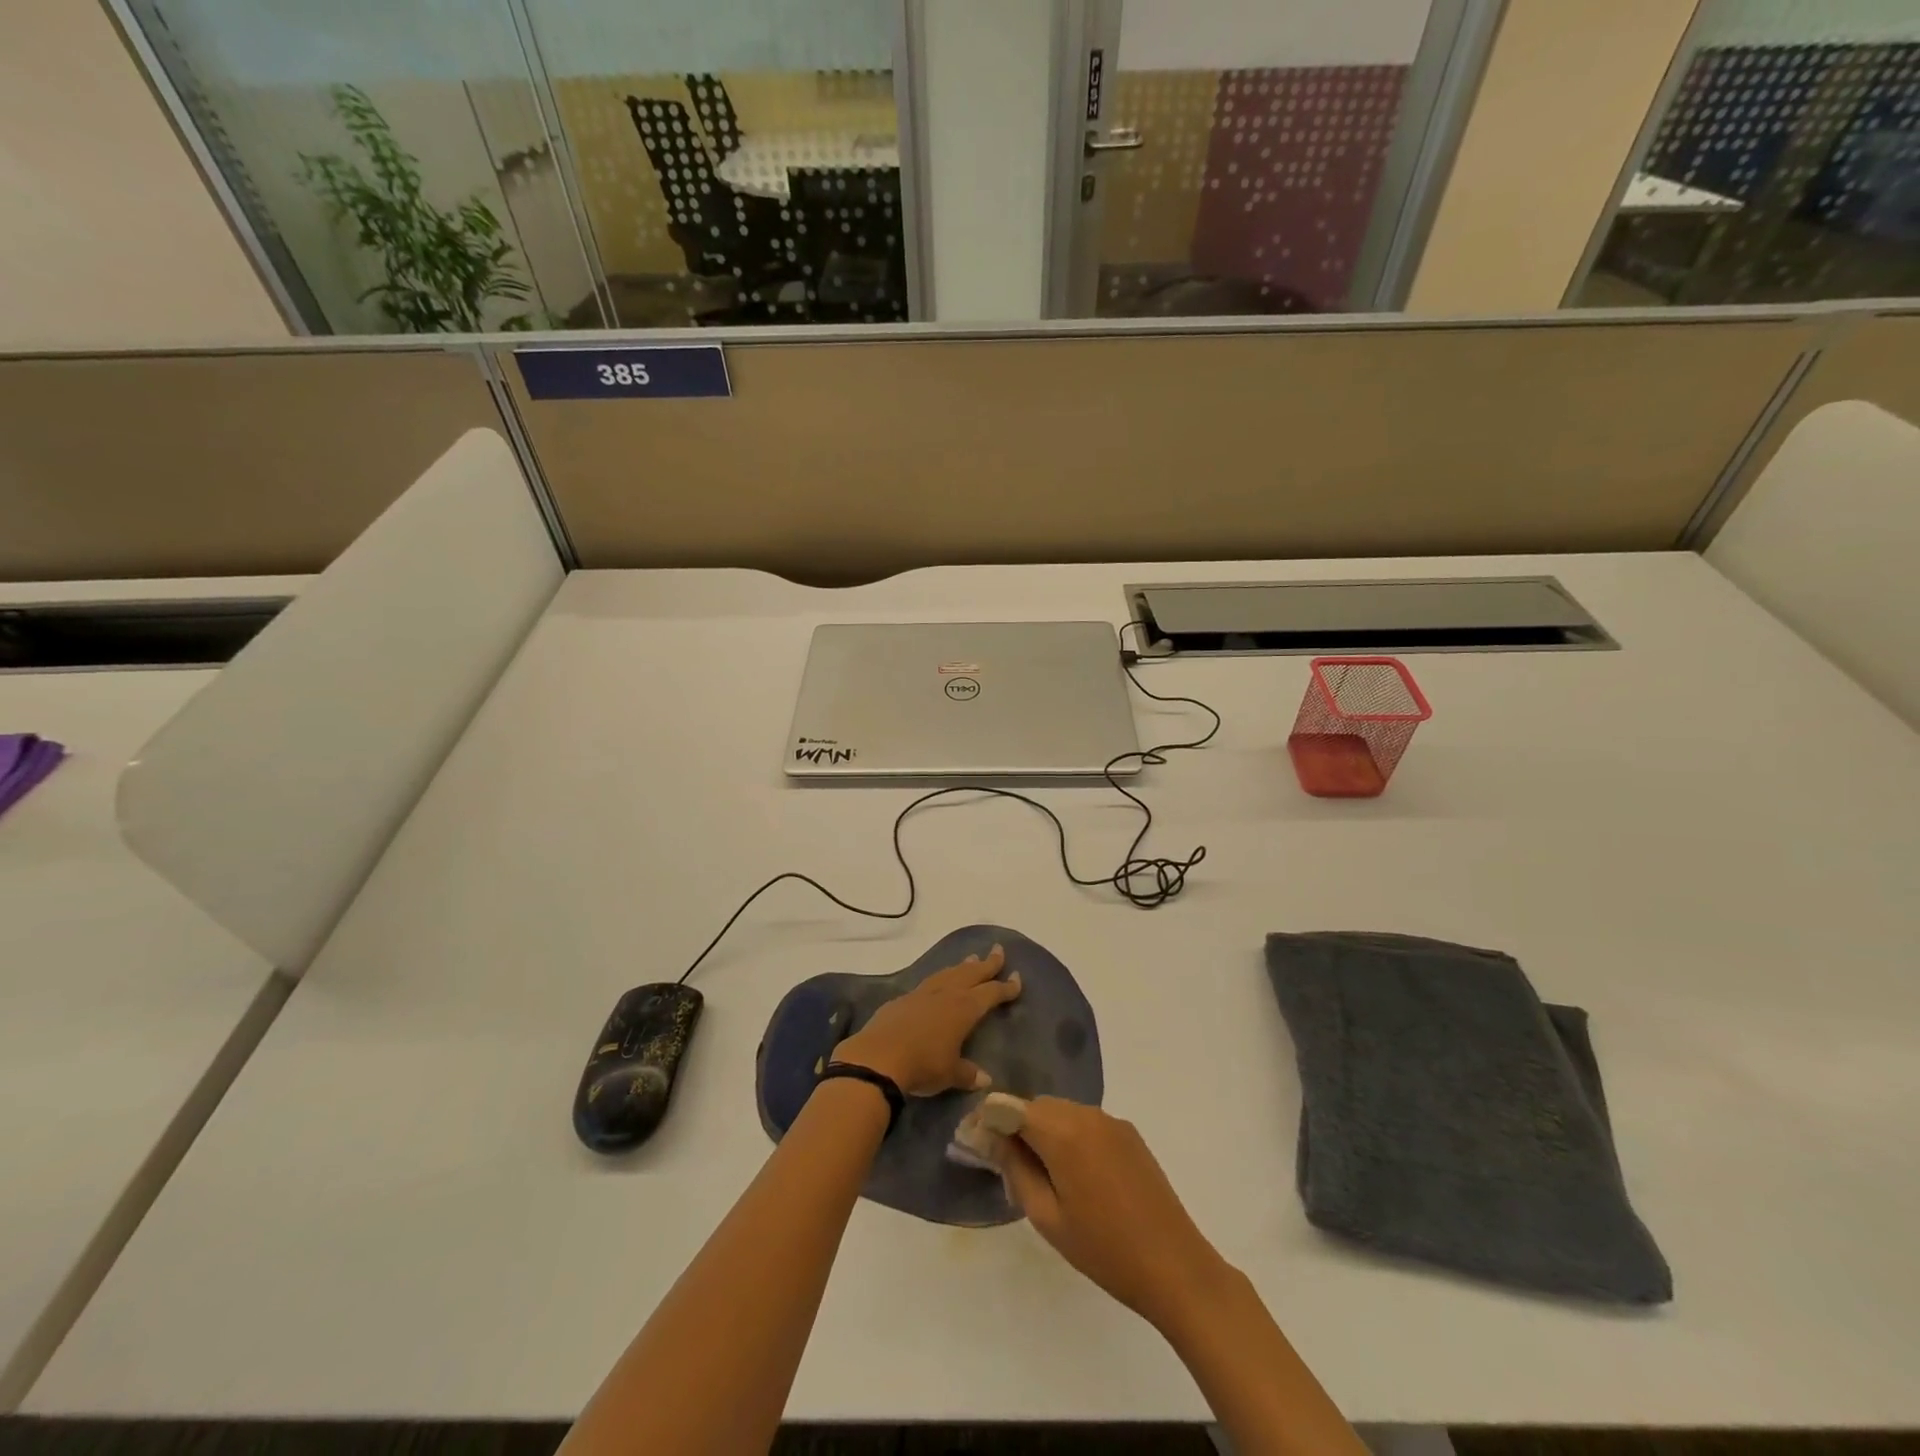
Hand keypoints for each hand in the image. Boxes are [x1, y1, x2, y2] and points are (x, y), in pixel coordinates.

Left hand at [832, 945, 1021, 1096]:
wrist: (879, 1057)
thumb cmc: (923, 1065)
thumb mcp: (950, 1074)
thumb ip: (968, 1073)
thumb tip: (984, 1079)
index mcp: (965, 1009)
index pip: (991, 993)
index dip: (1006, 987)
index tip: (1017, 978)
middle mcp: (946, 994)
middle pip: (971, 973)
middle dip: (987, 963)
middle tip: (998, 950)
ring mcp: (923, 994)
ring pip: (948, 973)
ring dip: (962, 966)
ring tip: (971, 959)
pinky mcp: (902, 999)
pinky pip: (928, 983)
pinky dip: (939, 979)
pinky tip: (937, 982)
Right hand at [999, 1097, 1229, 1330]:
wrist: (1176, 1266)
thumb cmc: (1104, 1249)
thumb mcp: (1048, 1217)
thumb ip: (1016, 1170)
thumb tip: (991, 1139)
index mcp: (1063, 1132)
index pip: (1012, 1107)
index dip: (990, 1120)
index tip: (976, 1141)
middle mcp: (1086, 1114)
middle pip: (1038, 1106)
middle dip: (1018, 1126)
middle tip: (1008, 1165)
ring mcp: (1112, 1121)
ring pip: (1063, 1112)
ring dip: (1045, 1131)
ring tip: (1042, 1174)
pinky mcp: (1130, 1134)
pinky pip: (1087, 1123)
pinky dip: (1071, 1136)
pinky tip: (1076, 1175)